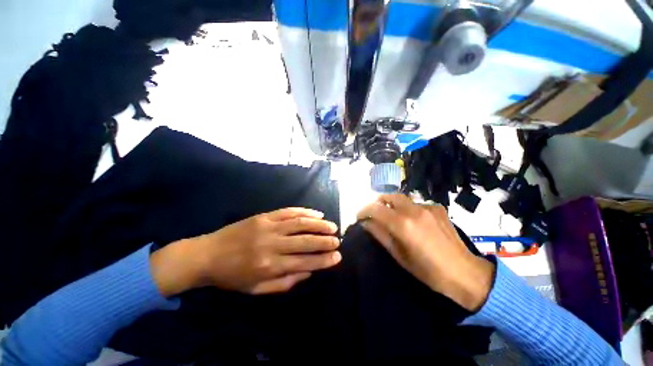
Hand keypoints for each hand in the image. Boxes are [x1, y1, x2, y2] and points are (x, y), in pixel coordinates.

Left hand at [151, 208, 340, 296]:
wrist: (207, 254)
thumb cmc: (232, 276)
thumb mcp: (256, 289)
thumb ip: (285, 282)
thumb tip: (308, 271)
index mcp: (269, 266)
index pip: (304, 261)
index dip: (323, 260)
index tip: (337, 256)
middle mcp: (272, 244)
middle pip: (305, 241)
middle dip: (324, 240)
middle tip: (338, 240)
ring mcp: (268, 226)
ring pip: (299, 223)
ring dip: (318, 224)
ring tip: (331, 225)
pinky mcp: (264, 216)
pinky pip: (288, 211)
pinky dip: (304, 211)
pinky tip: (316, 212)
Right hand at [357, 194, 494, 310]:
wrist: (465, 273)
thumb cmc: (428, 271)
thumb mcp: (398, 255)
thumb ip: (379, 234)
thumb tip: (365, 223)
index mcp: (403, 224)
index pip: (375, 208)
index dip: (363, 211)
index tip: (359, 217)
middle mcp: (414, 210)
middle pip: (389, 196)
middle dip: (377, 203)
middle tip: (373, 214)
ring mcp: (428, 207)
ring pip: (402, 199)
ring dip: (392, 205)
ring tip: (392, 217)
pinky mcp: (438, 208)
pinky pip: (416, 204)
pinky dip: (408, 209)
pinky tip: (413, 222)